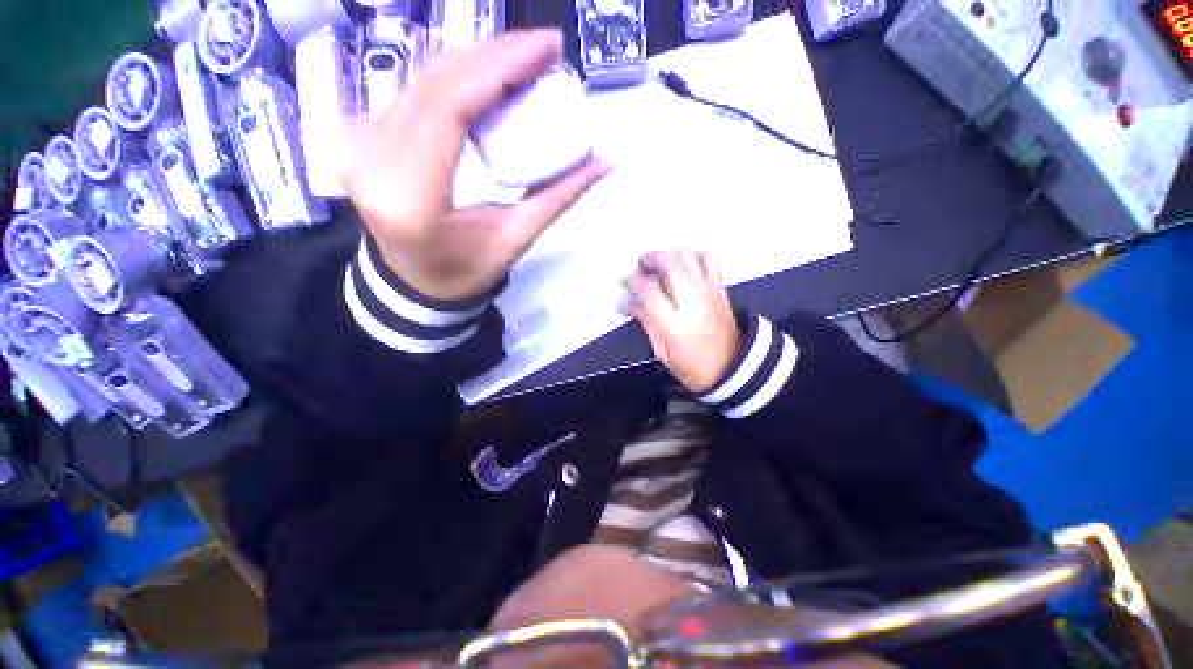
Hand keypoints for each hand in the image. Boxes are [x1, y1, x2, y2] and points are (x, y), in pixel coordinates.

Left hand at [339, 30, 612, 301]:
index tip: (546, 49)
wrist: (414, 283)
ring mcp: (359, 144)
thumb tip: (604, 162)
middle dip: (494, 55)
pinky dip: (453, 76)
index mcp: (412, 197)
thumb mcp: (516, 239)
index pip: (450, 106)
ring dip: (475, 60)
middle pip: (434, 81)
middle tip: (543, 50)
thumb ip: (558, 198)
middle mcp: (373, 161)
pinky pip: (410, 90)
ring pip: (419, 77)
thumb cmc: (465, 271)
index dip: (500, 68)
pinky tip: (486, 77)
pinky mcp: (360, 137)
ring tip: (521, 62)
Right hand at [625, 250, 740, 393]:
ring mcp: (709, 291)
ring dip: (669, 254)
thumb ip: (646, 322)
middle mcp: (694, 301)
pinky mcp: (720, 288)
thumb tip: (627, 302)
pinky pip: (709, 259)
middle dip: (649, 260)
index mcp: (676, 324)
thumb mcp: (662, 351)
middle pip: (669, 263)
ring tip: (659, 266)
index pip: (649, 290)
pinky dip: (693, 254)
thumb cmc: (693, 366)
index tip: (625, 283)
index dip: (633, 282)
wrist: (733, 368)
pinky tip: (683, 263)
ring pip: (688, 255)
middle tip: (639, 268)